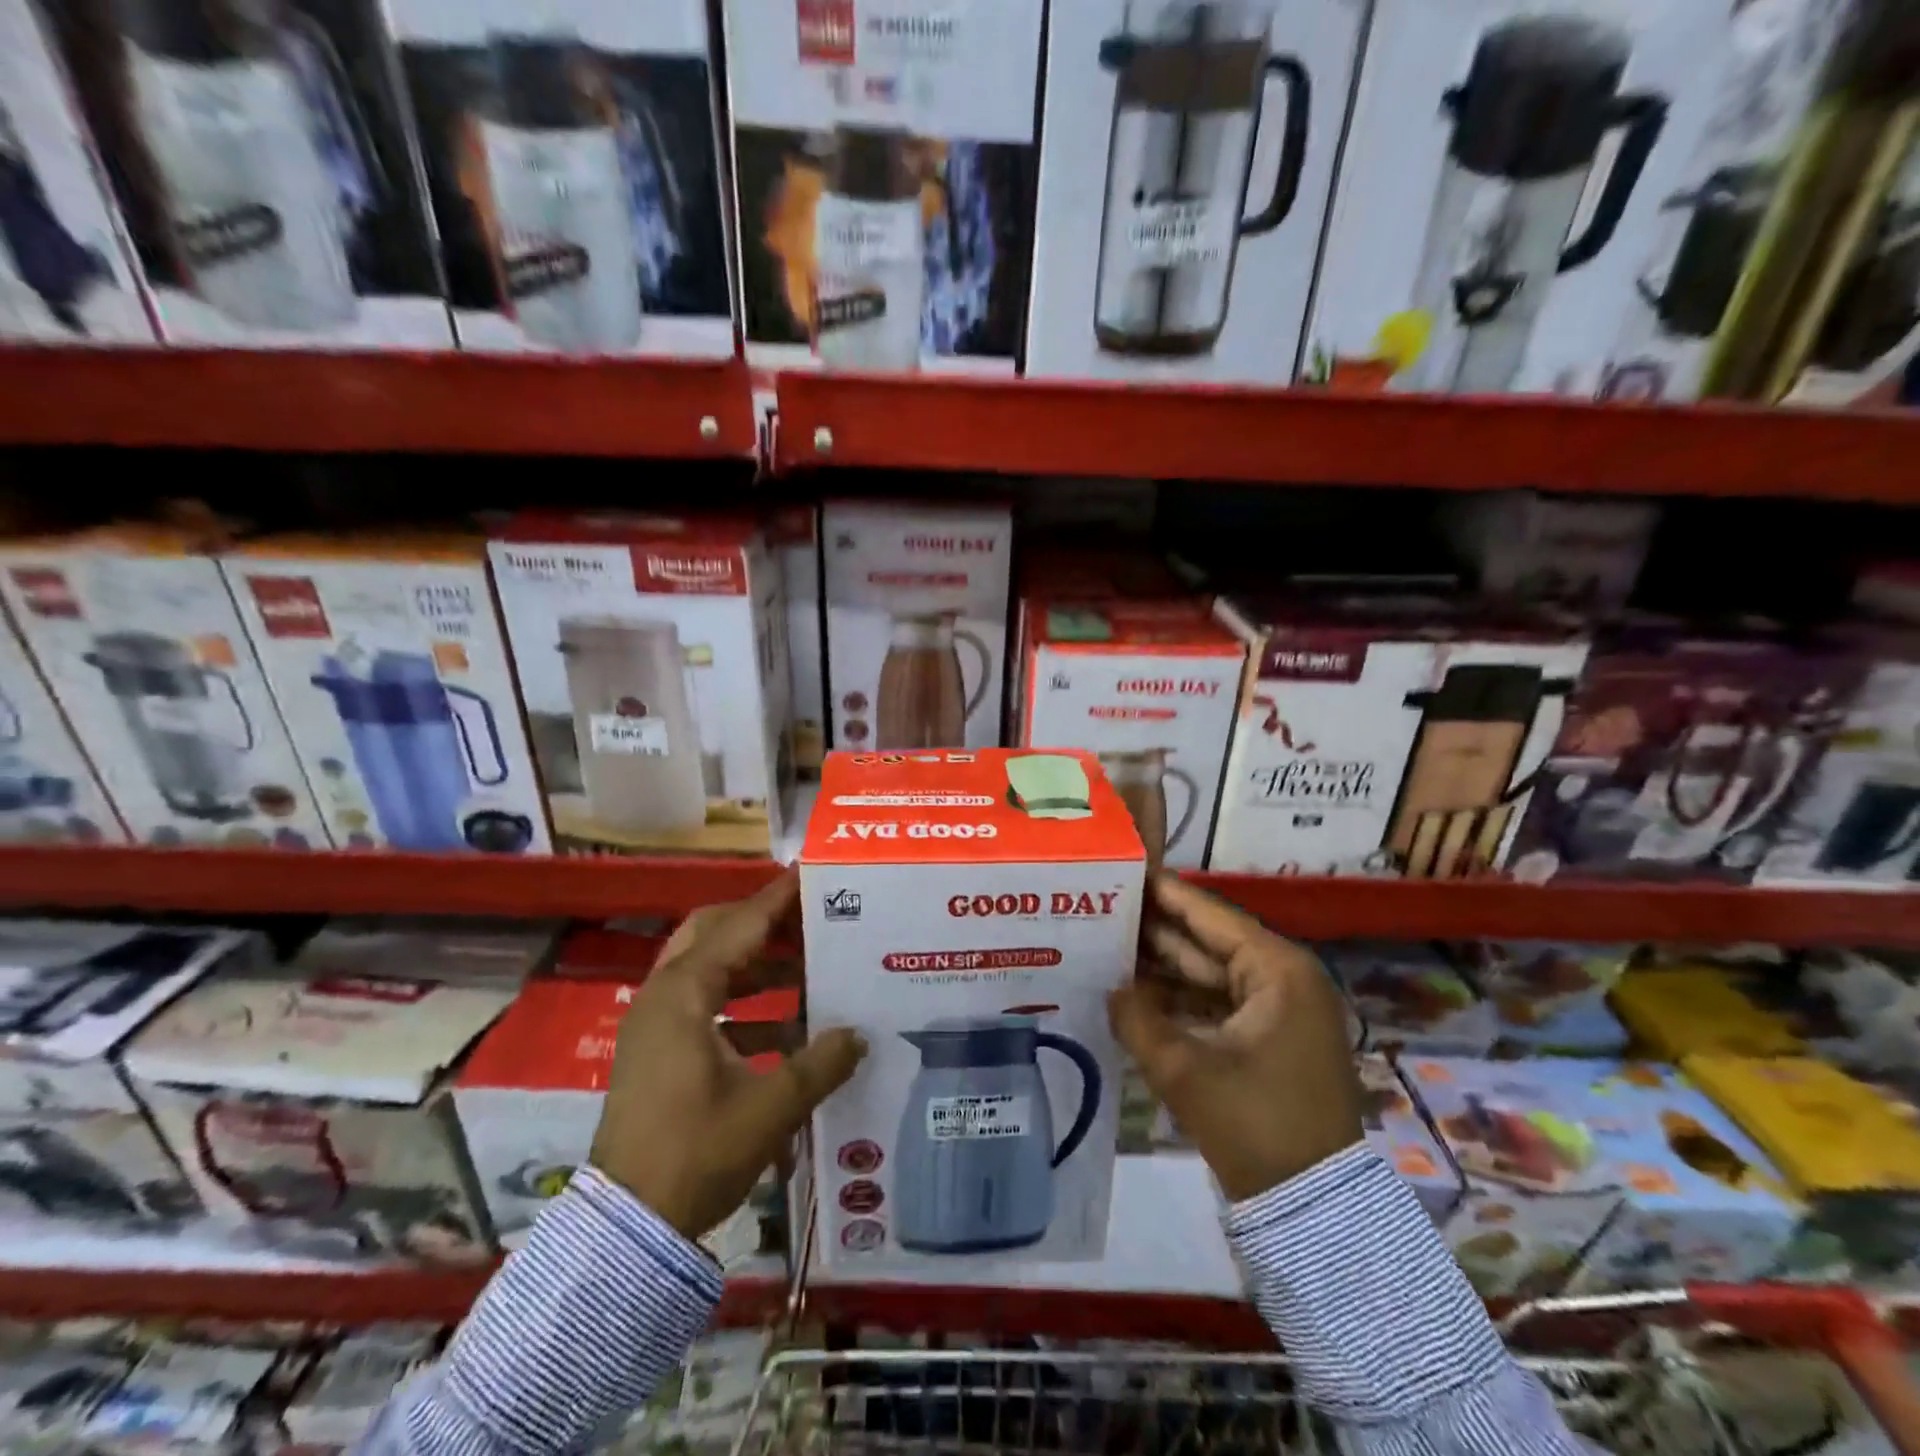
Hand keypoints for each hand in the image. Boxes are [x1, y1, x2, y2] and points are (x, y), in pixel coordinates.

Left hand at [590, 872, 865, 1239]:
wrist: (626, 1226)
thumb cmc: (695, 1153)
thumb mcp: (769, 1108)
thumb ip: (819, 1064)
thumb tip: (859, 1035)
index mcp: (684, 994)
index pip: (739, 926)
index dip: (776, 900)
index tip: (809, 876)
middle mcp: (664, 996)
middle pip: (712, 933)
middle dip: (760, 924)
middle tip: (807, 922)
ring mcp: (654, 1024)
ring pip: (706, 968)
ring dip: (754, 965)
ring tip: (806, 971)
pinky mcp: (656, 1051)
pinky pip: (702, 1004)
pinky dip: (741, 1005)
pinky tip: (783, 1031)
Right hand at [1110, 874, 1362, 1200]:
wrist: (1312, 1208)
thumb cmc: (1255, 1124)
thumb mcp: (1184, 1069)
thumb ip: (1136, 1018)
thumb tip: (1110, 987)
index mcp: (1277, 969)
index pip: (1208, 915)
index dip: (1162, 893)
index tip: (1121, 870)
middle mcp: (1283, 978)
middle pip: (1207, 941)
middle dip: (1155, 930)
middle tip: (1100, 908)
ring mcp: (1279, 1009)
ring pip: (1209, 973)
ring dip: (1163, 966)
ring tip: (1106, 945)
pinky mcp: (1270, 1038)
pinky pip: (1217, 1003)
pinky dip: (1180, 999)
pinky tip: (1134, 993)